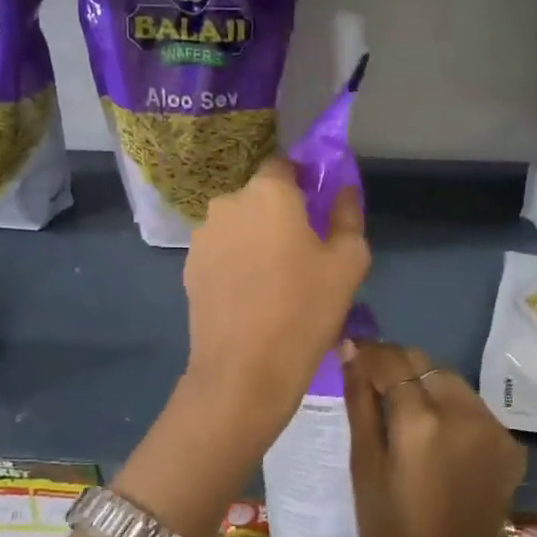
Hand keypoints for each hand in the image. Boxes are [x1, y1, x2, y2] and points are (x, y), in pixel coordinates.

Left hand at [182, 157, 368, 435]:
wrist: (244, 370)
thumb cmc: (305, 310)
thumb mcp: (348, 263)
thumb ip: (347, 216)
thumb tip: (342, 190)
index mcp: (269, 193)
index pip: (285, 166)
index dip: (303, 182)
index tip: (318, 210)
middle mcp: (228, 203)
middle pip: (259, 198)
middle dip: (279, 215)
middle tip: (302, 253)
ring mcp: (202, 237)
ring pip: (237, 226)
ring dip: (254, 240)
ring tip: (274, 281)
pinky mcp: (188, 268)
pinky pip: (220, 253)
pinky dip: (235, 263)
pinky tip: (250, 297)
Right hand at [342, 341, 526, 536]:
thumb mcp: (364, 470)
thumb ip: (360, 404)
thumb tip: (350, 352)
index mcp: (421, 421)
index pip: (391, 360)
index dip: (368, 354)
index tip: (350, 355)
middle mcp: (464, 413)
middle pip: (424, 363)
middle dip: (396, 366)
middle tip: (371, 386)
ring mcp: (493, 429)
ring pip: (450, 380)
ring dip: (424, 384)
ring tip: (401, 412)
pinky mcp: (509, 446)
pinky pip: (472, 408)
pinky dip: (449, 409)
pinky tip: (434, 437)